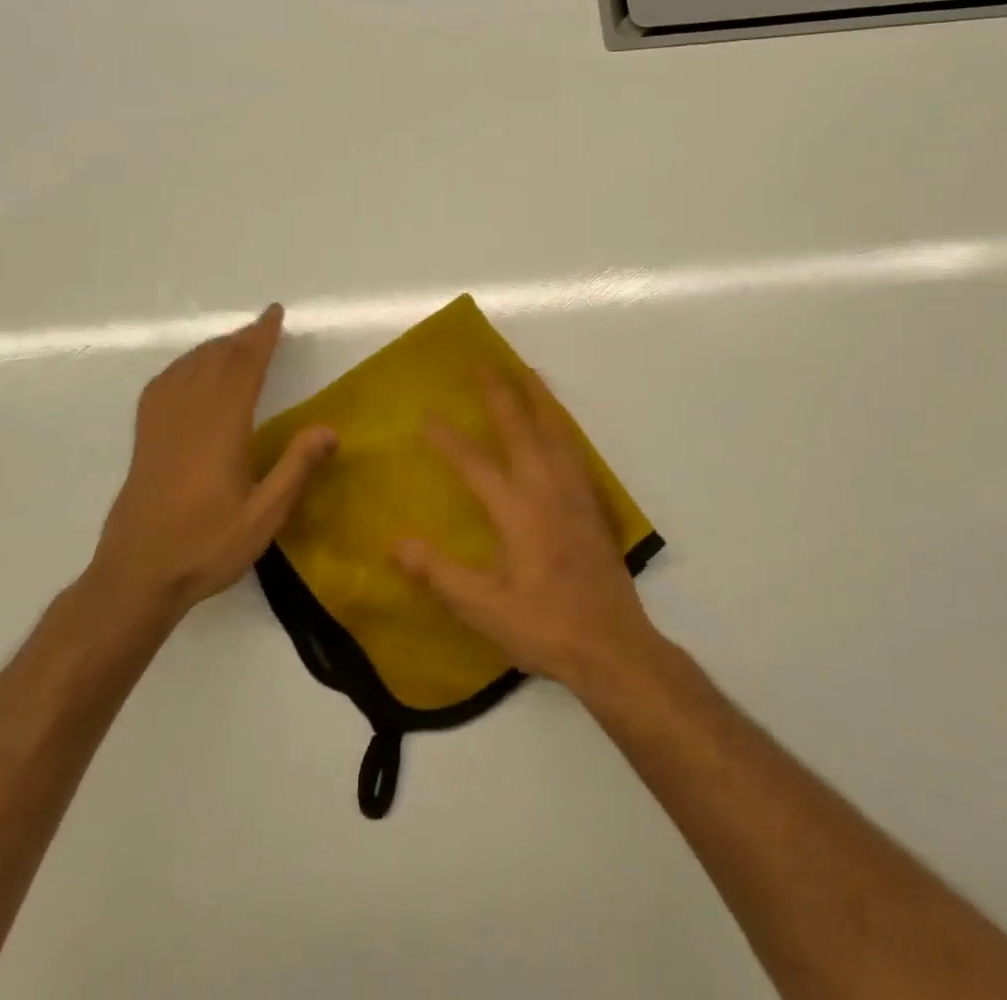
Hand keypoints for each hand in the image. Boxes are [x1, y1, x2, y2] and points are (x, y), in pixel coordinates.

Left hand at [87, 304, 336, 623]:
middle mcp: (189, 418)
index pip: (244, 369)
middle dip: (240, 339)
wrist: (136, 578)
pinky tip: (186, 372)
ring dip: (212, 349)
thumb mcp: (264, 517)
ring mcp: (160, 428)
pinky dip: (180, 368)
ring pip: (187, 370)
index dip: (261, 338)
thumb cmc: (206, 547)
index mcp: (222, 430)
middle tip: (261, 326)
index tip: (274, 314)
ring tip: (232, 342)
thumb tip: (329, 428)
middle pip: (215, 362)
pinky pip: (160, 388)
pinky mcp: (143, 442)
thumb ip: (296, 469)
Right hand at [395, 370, 662, 691]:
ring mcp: (576, 493)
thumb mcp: (482, 607)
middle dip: (500, 392)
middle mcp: (547, 489)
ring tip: (528, 371)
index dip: (448, 438)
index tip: (426, 414)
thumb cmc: (543, 626)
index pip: (474, 463)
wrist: (612, 646)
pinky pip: (576, 449)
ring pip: (557, 430)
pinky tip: (560, 426)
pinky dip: (563, 426)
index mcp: (516, 509)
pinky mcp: (594, 505)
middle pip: (521, 427)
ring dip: (539, 397)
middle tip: (484, 361)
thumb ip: (437, 573)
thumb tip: (395, 544)